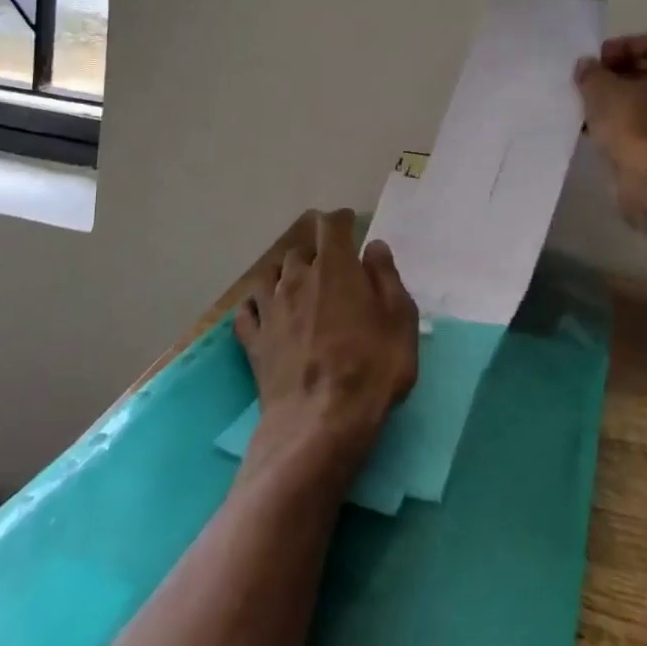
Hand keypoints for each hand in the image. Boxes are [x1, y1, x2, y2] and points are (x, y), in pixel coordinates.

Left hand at [235, 210, 419, 480]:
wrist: (319, 424)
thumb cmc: (370, 368)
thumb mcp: (399, 320)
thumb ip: (386, 277)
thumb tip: (373, 247)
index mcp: (335, 268)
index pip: (331, 226)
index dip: (341, 221)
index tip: (350, 225)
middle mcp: (297, 279)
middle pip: (300, 250)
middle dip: (316, 252)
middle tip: (332, 268)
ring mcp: (270, 310)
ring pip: (270, 275)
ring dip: (284, 274)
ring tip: (297, 285)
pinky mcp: (253, 342)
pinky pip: (246, 312)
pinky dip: (255, 306)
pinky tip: (264, 312)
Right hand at [575, 34, 646, 232]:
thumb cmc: (635, 123)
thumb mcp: (601, 88)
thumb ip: (591, 71)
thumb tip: (588, 66)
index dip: (620, 47)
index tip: (596, 60)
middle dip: (620, 74)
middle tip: (591, 81)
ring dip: (621, 100)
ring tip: (590, 105)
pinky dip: (628, 122)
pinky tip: (599, 128)